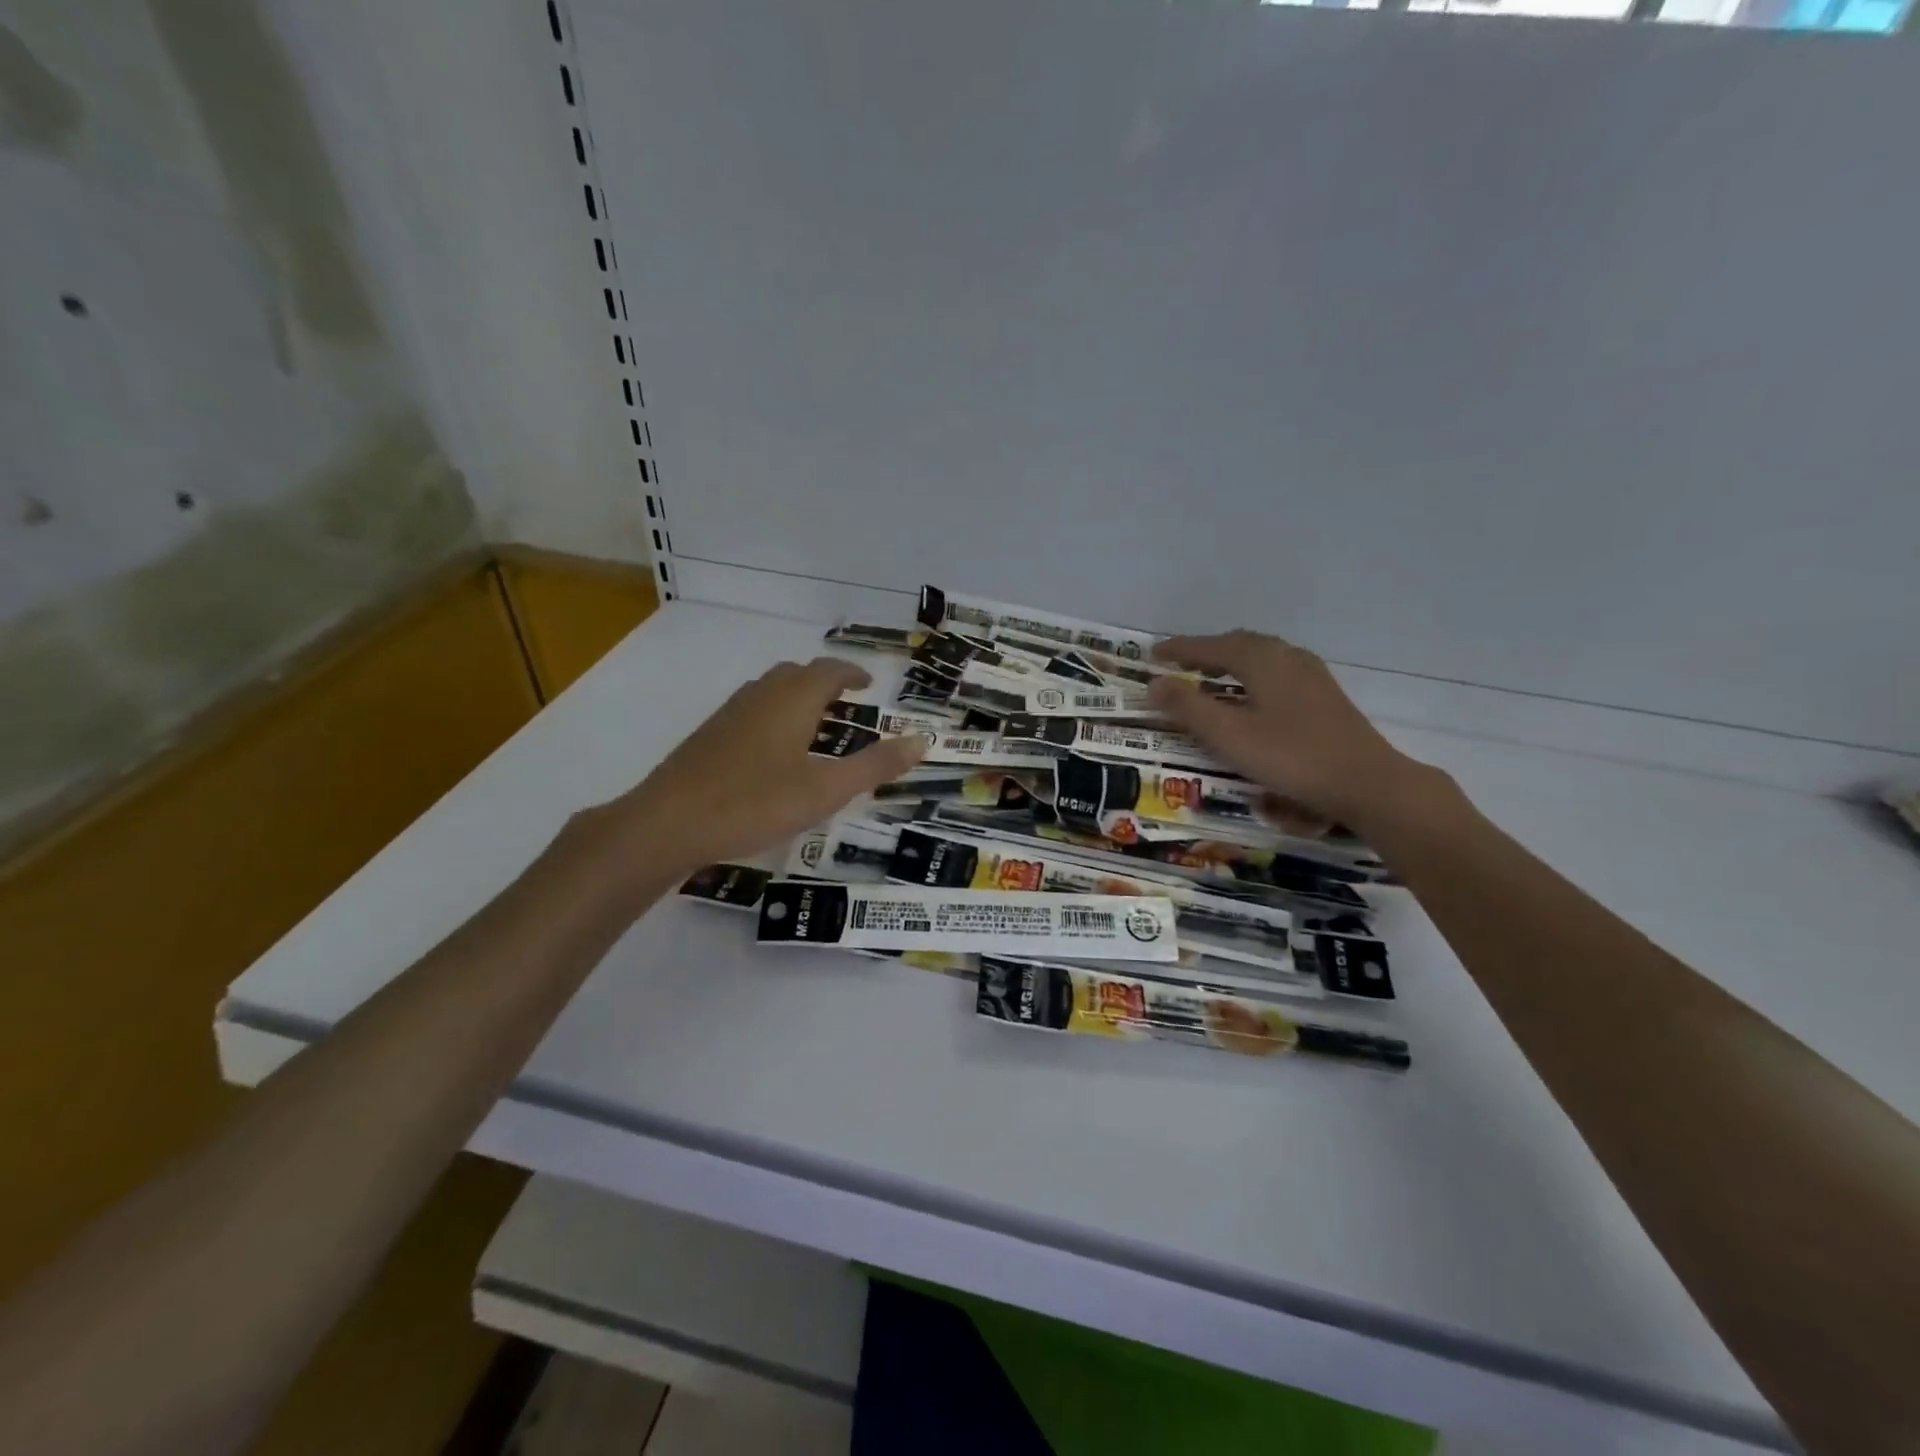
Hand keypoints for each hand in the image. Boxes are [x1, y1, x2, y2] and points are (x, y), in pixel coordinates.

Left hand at [604, 657, 924, 874]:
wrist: (668, 823)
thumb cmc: (755, 803)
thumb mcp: (826, 790)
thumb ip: (874, 766)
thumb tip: (921, 740)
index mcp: (792, 700)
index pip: (828, 671)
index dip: (851, 674)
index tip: (868, 685)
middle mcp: (760, 696)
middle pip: (796, 674)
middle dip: (824, 683)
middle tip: (845, 705)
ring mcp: (728, 714)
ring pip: (769, 690)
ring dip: (796, 697)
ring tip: (813, 726)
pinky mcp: (707, 736)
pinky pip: (750, 710)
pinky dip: (773, 715)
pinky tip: (772, 752)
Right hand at [1148, 631, 1441, 834]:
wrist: (1366, 782)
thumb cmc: (1290, 757)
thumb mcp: (1229, 735)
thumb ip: (1188, 707)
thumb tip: (1154, 683)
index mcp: (1261, 659)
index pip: (1211, 646)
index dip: (1180, 649)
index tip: (1153, 654)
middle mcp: (1287, 656)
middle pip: (1239, 643)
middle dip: (1206, 651)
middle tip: (1178, 665)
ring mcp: (1311, 674)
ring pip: (1261, 656)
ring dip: (1230, 661)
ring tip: (1209, 677)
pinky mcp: (1324, 694)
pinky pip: (1277, 670)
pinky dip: (1252, 674)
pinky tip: (1251, 697)